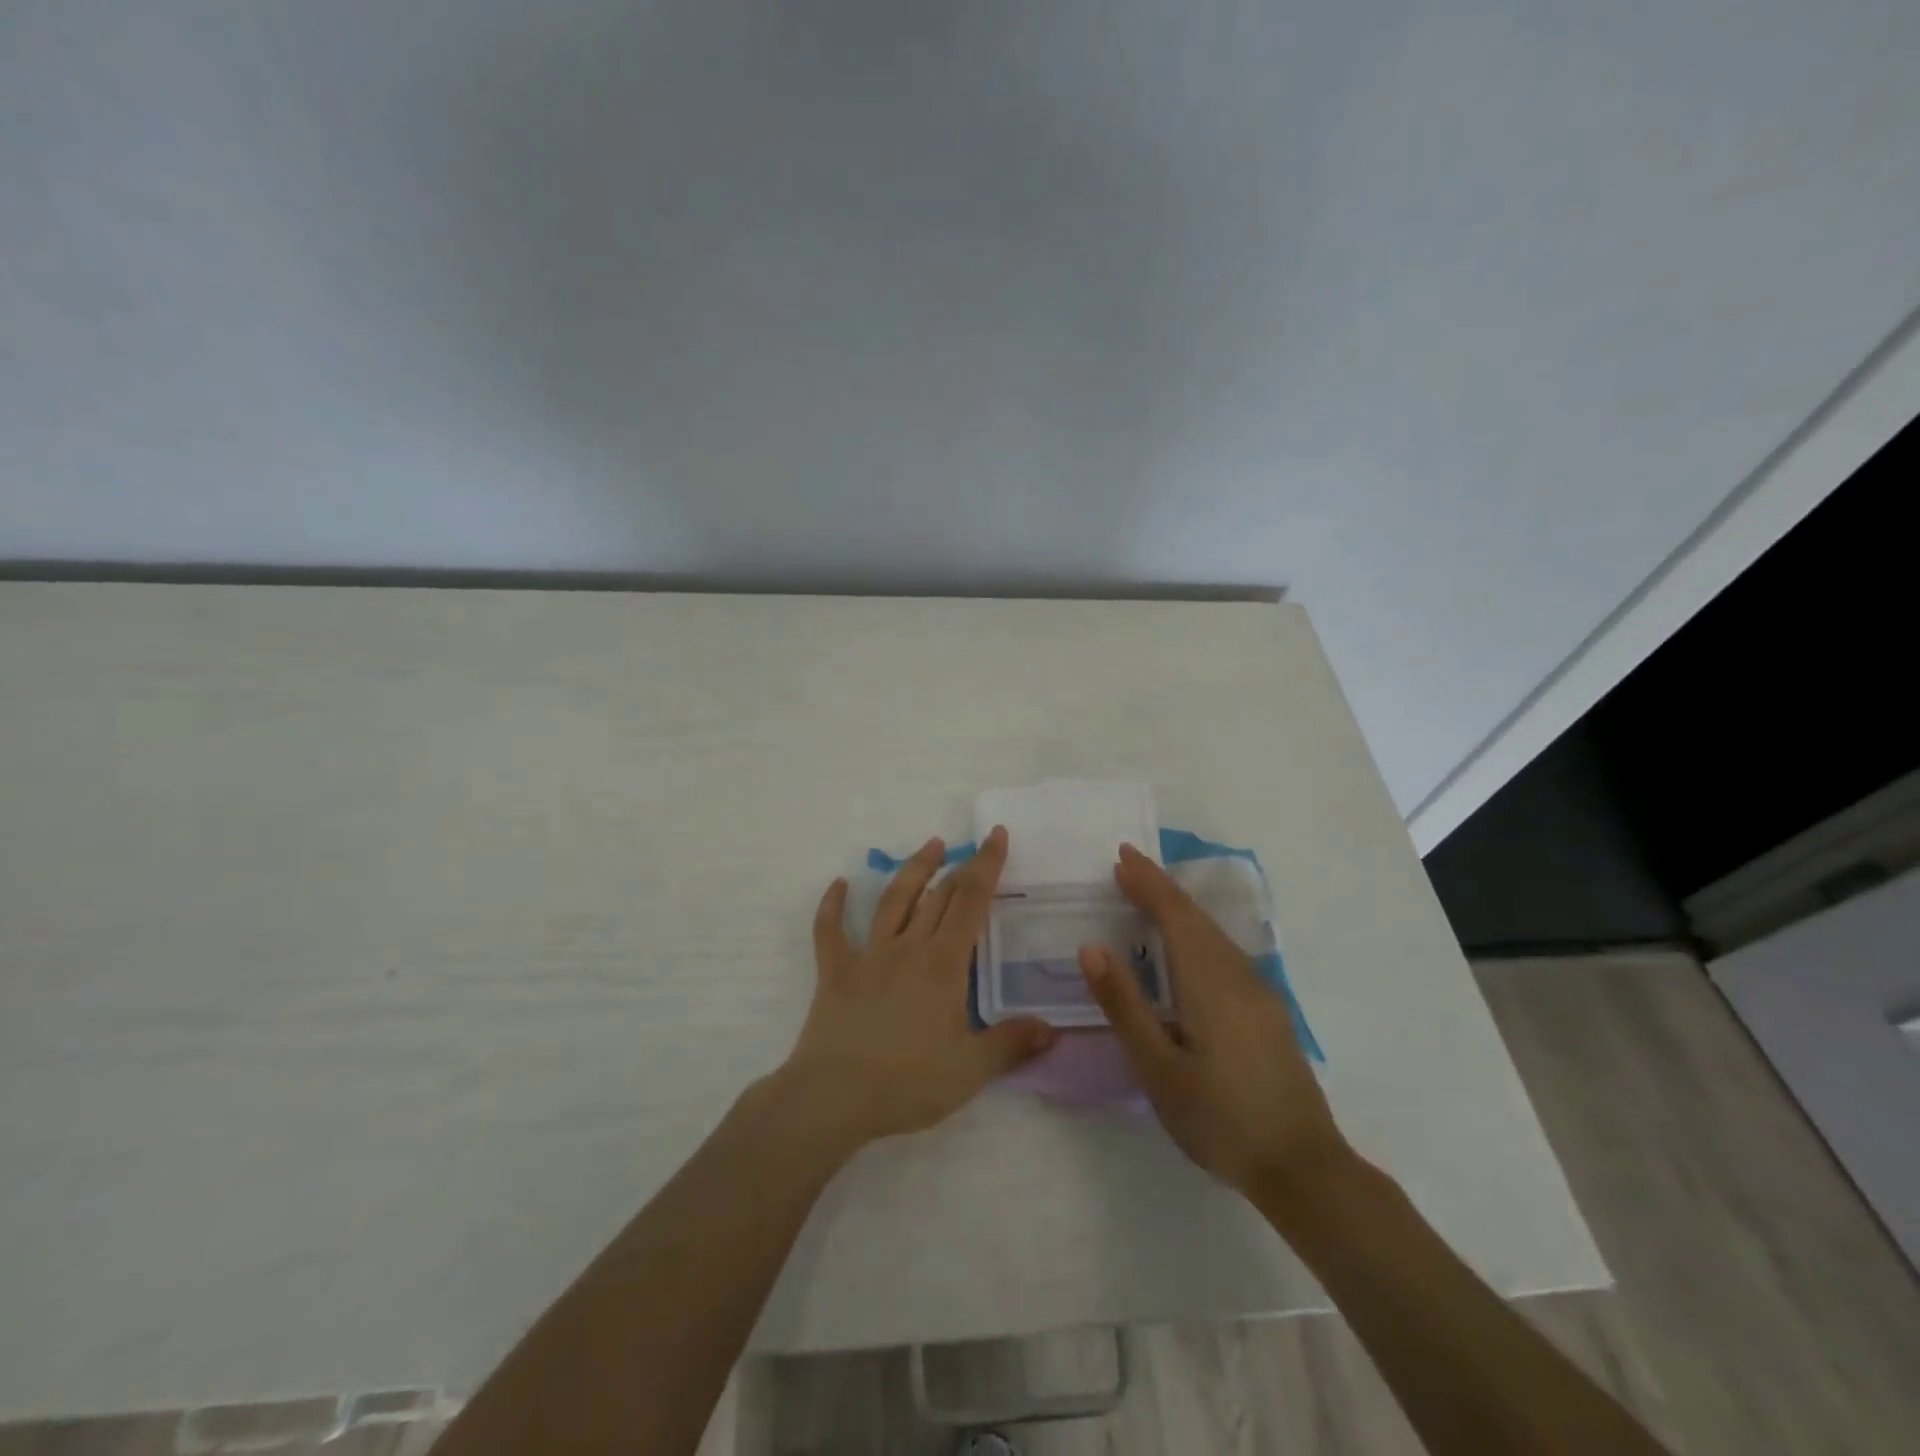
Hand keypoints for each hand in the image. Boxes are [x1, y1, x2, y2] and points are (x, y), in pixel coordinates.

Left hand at [776, 827, 1057, 1150]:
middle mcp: (908, 947)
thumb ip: (1012, 1044)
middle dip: (960, 867)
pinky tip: (838, 885)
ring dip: (913, 870)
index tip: (997, 835)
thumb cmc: (908, 1082)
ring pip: (893, 900)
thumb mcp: (971, 1070)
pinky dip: (832, 906)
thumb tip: (1052, 1028)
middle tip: (974, 849)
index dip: (987, 865)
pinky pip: (830, 931)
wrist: (835, 1097)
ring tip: (930, 846)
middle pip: (938, 895)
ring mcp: (868, 955)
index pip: (972, 901)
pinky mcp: (836, 972)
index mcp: (944, 964)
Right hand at [1078, 844, 1348, 1199]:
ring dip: (1180, 910)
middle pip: (1196, 918)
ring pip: (1214, 934)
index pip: (1175, 915)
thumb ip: (1124, 1005)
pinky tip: (1187, 948)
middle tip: (1127, 867)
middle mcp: (1238, 975)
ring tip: (1148, 897)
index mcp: (1209, 982)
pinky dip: (1197, 933)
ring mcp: (1259, 993)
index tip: (1122, 856)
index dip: (1148, 883)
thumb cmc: (1220, 1119)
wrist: (1304, 1169)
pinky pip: (1225, 953)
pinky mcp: (1268, 1012)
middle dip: (1161, 888)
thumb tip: (1091, 948)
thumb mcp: (1158, 1068)